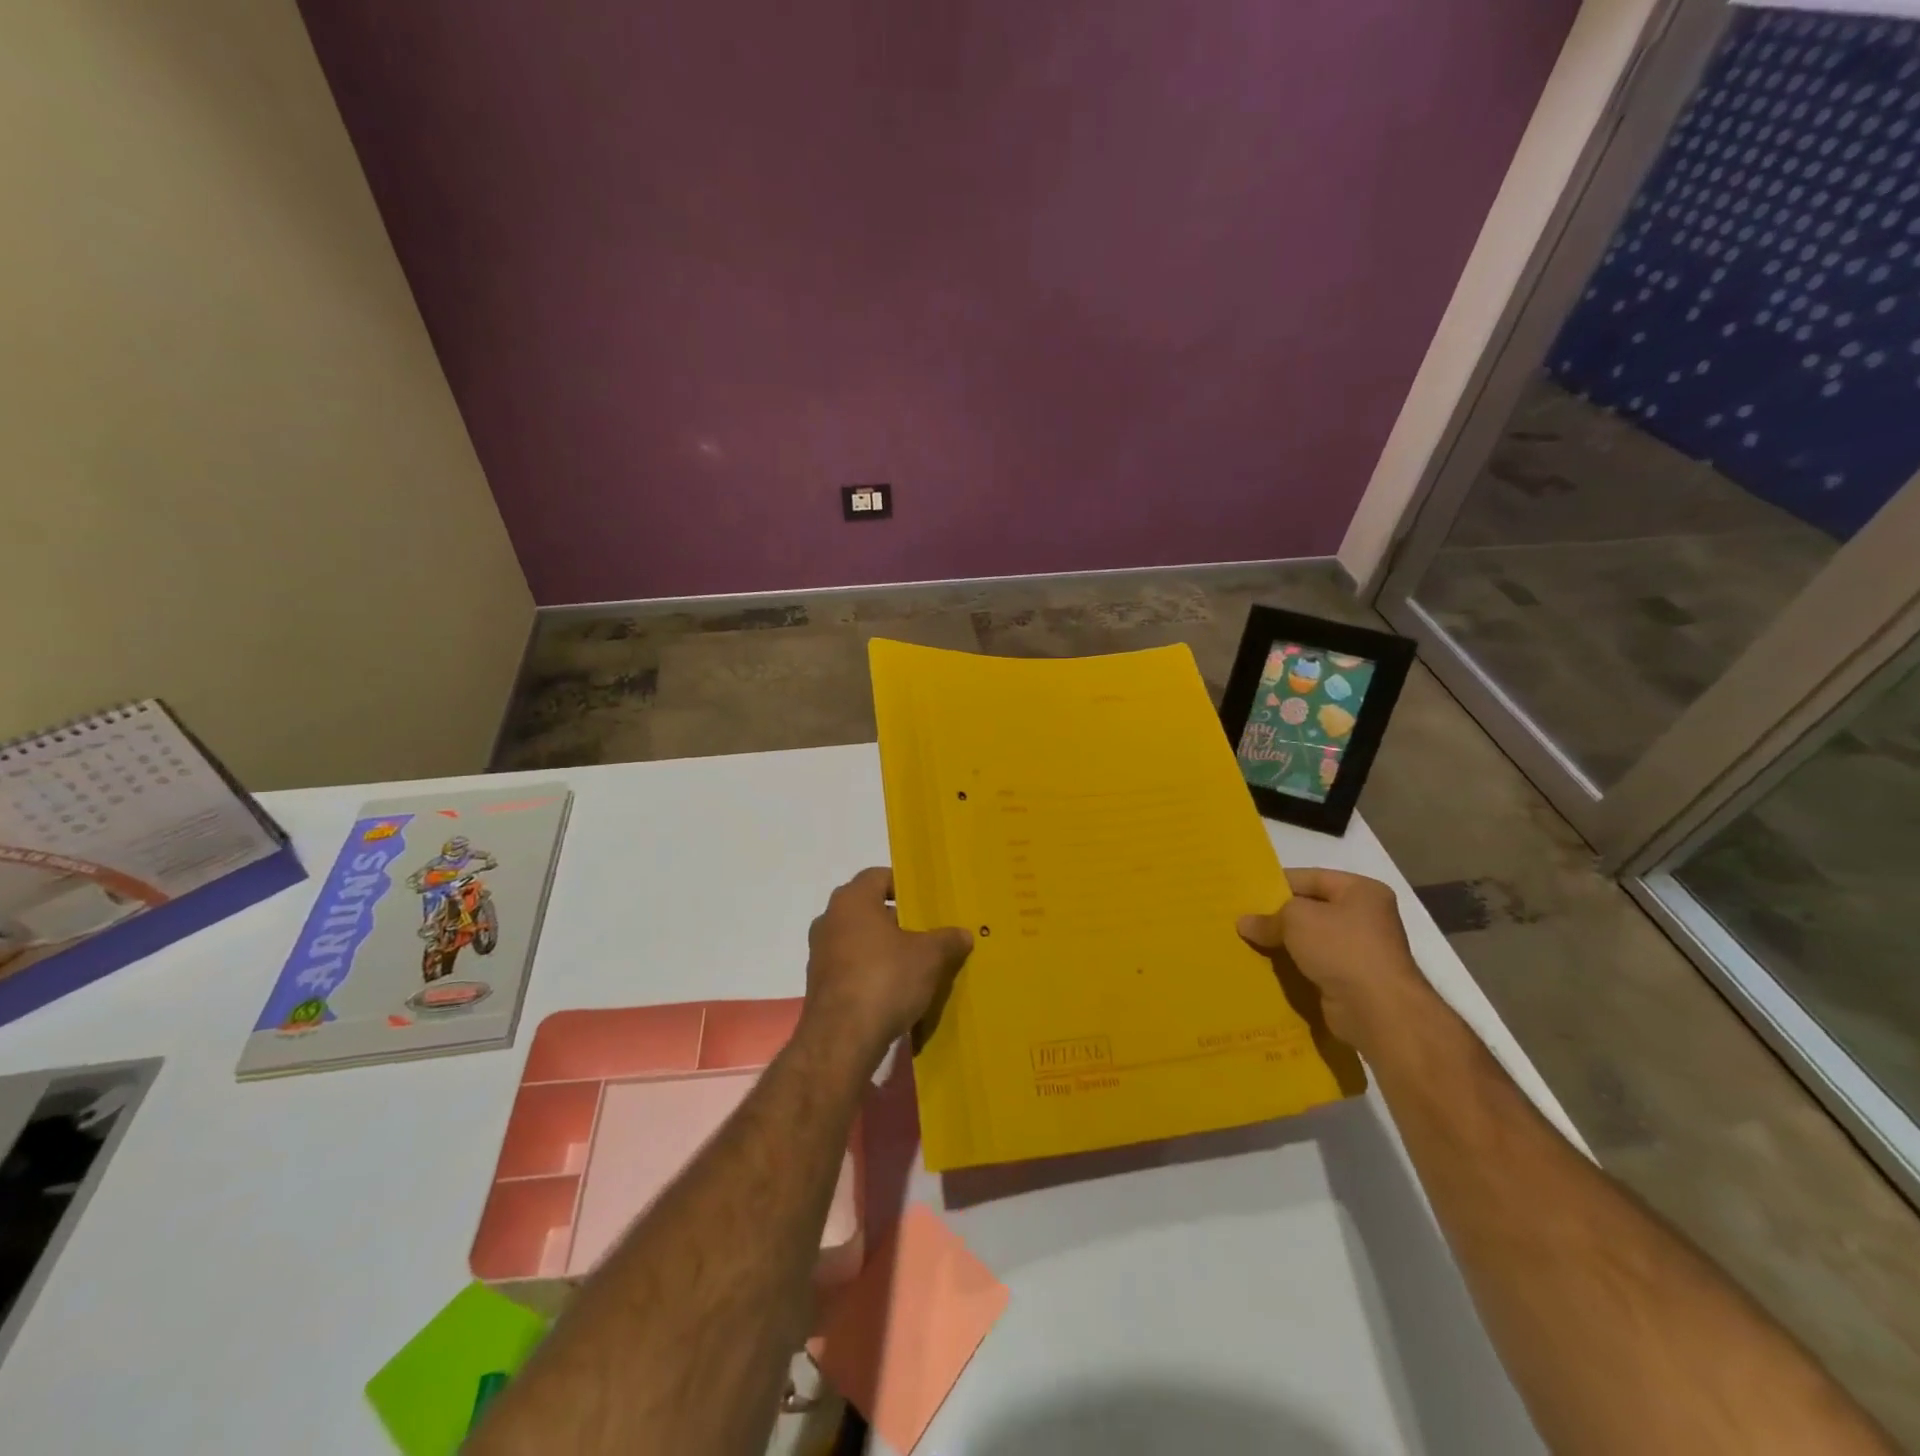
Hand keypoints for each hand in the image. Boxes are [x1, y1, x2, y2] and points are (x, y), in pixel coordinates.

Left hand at [803, 868, 973, 1063]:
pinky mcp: (820, 985)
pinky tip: (896, 990)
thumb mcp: (929, 957)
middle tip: (928, 932)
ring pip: (859, 939)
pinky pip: (851, 967)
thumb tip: (963, 934)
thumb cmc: (885, 980)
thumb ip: (947, 940)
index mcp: (852, 900)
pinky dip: (872, 972)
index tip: (927, 902)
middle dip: (898, 920)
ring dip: (885, 948)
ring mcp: (820, 954)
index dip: (905, 885)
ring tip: (916, 964)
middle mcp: (830, 920)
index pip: (879, 876)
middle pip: (869, 909)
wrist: (841, 1041)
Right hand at [1238, 867, 1438, 1053]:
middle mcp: (1366, 917)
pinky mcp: (1353, 981)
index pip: (1310, 878)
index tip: (1247, 894)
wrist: (1379, 1011)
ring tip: (1248, 943)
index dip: (1277, 884)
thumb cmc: (1342, 949)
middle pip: (1311, 909)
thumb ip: (1269, 917)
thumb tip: (1244, 923)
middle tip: (1244, 920)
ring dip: (1284, 944)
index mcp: (1361, 891)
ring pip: (1311, 940)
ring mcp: (1361, 951)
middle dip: (1278, 917)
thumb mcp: (1296, 919)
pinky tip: (1267, 968)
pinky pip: (1315, 966)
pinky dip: (1294, 967)